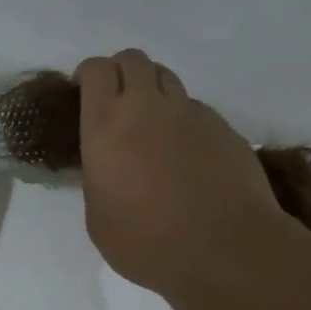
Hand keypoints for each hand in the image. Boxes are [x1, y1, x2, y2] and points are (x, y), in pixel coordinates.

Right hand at [75, 49, 294, 299]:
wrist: (225, 249)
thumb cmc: (147, 243)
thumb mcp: (98, 217)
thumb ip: (98, 178)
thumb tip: (106, 166)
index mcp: (106, 126)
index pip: (96, 70)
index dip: (89, 75)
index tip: (85, 94)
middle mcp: (147, 107)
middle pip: (133, 60)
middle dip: (121, 72)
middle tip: (118, 103)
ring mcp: (190, 113)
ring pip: (167, 78)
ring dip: (153, 91)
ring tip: (153, 126)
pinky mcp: (224, 127)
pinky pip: (196, 108)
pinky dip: (184, 120)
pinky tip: (187, 154)